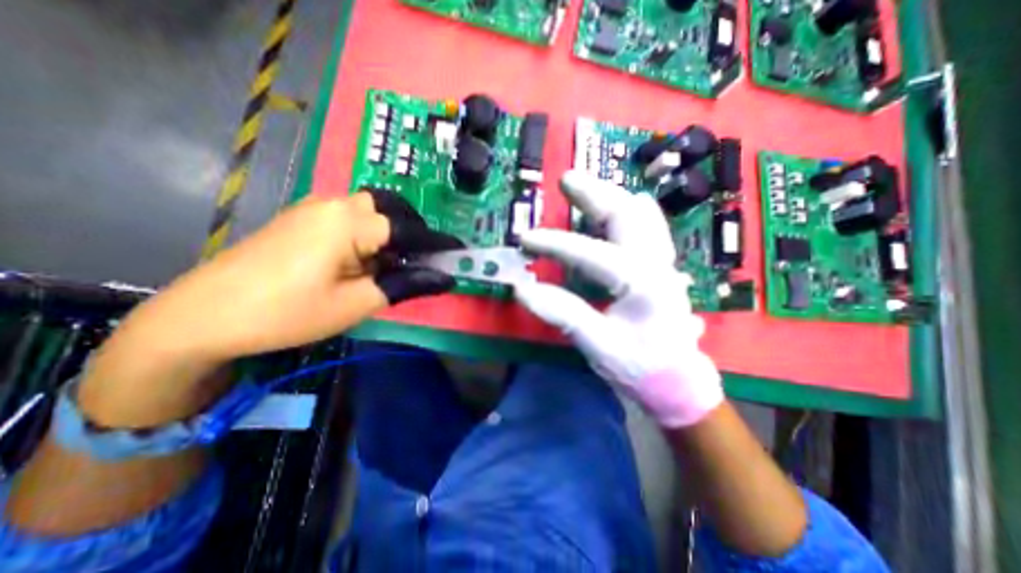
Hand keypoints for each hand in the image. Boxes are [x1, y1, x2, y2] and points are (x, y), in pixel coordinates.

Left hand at [78, 191, 458, 426]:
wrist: (203, 316)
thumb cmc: (288, 312)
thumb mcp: (357, 303)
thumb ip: (405, 285)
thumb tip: (445, 277)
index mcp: (350, 222)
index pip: (409, 228)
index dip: (437, 242)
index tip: (459, 252)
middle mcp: (335, 204)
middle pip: (391, 206)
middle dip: (416, 229)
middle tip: (425, 257)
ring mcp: (316, 208)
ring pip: (372, 208)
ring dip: (394, 229)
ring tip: (398, 260)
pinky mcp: (304, 218)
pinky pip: (352, 215)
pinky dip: (372, 231)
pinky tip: (368, 256)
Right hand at [514, 167, 719, 426]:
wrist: (677, 382)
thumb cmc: (640, 367)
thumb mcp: (598, 345)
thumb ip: (563, 314)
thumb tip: (521, 289)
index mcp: (643, 283)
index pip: (592, 253)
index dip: (554, 244)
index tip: (524, 239)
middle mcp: (657, 263)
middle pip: (628, 214)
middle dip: (595, 194)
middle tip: (566, 179)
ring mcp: (662, 262)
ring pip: (642, 214)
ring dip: (612, 197)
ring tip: (585, 188)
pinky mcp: (659, 266)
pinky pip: (646, 226)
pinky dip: (626, 212)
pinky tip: (611, 211)